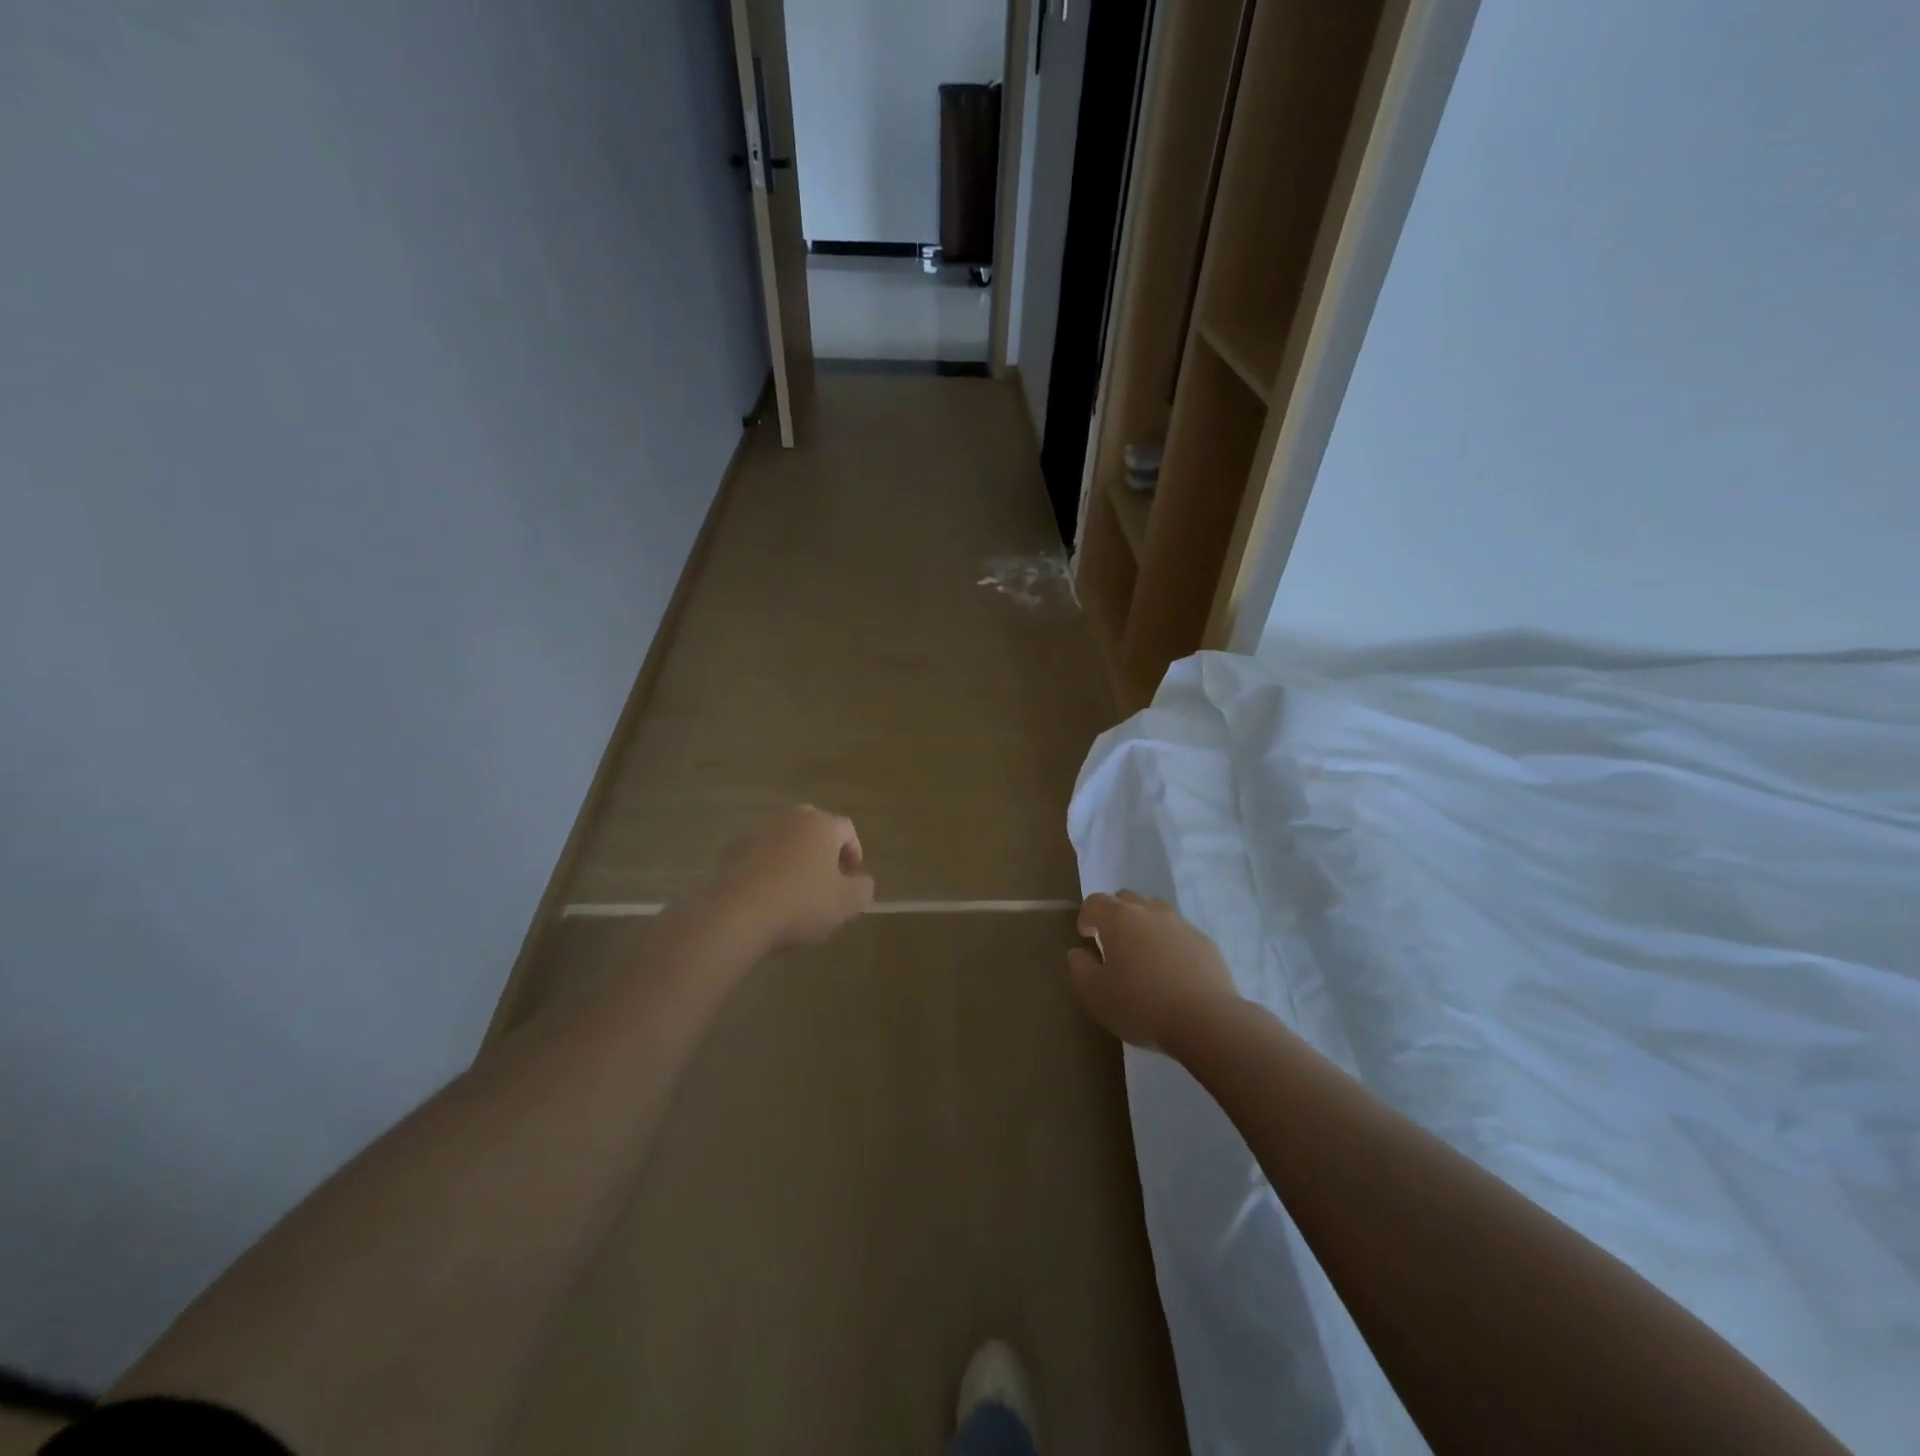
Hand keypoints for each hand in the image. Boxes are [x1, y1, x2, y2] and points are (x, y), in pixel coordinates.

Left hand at [708, 805, 874, 949]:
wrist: (737, 916)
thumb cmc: (802, 903)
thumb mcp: (848, 902)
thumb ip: (864, 888)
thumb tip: (861, 881)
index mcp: (821, 824)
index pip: (847, 830)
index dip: (855, 853)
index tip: (852, 879)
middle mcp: (790, 820)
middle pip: (816, 832)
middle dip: (825, 854)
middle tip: (828, 884)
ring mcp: (758, 835)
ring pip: (787, 845)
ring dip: (797, 863)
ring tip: (798, 897)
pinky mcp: (733, 855)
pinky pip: (762, 861)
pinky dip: (771, 874)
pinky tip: (771, 901)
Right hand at [1066, 892, 1237, 1050]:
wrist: (1206, 1020)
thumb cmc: (1141, 1005)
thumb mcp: (1095, 994)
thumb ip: (1079, 968)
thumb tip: (1078, 952)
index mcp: (1119, 918)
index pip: (1095, 902)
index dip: (1086, 916)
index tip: (1085, 937)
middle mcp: (1149, 911)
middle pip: (1126, 898)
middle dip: (1114, 914)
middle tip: (1112, 942)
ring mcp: (1181, 924)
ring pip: (1155, 911)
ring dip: (1143, 924)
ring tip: (1142, 954)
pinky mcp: (1204, 941)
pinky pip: (1179, 932)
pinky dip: (1169, 941)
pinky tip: (1171, 969)